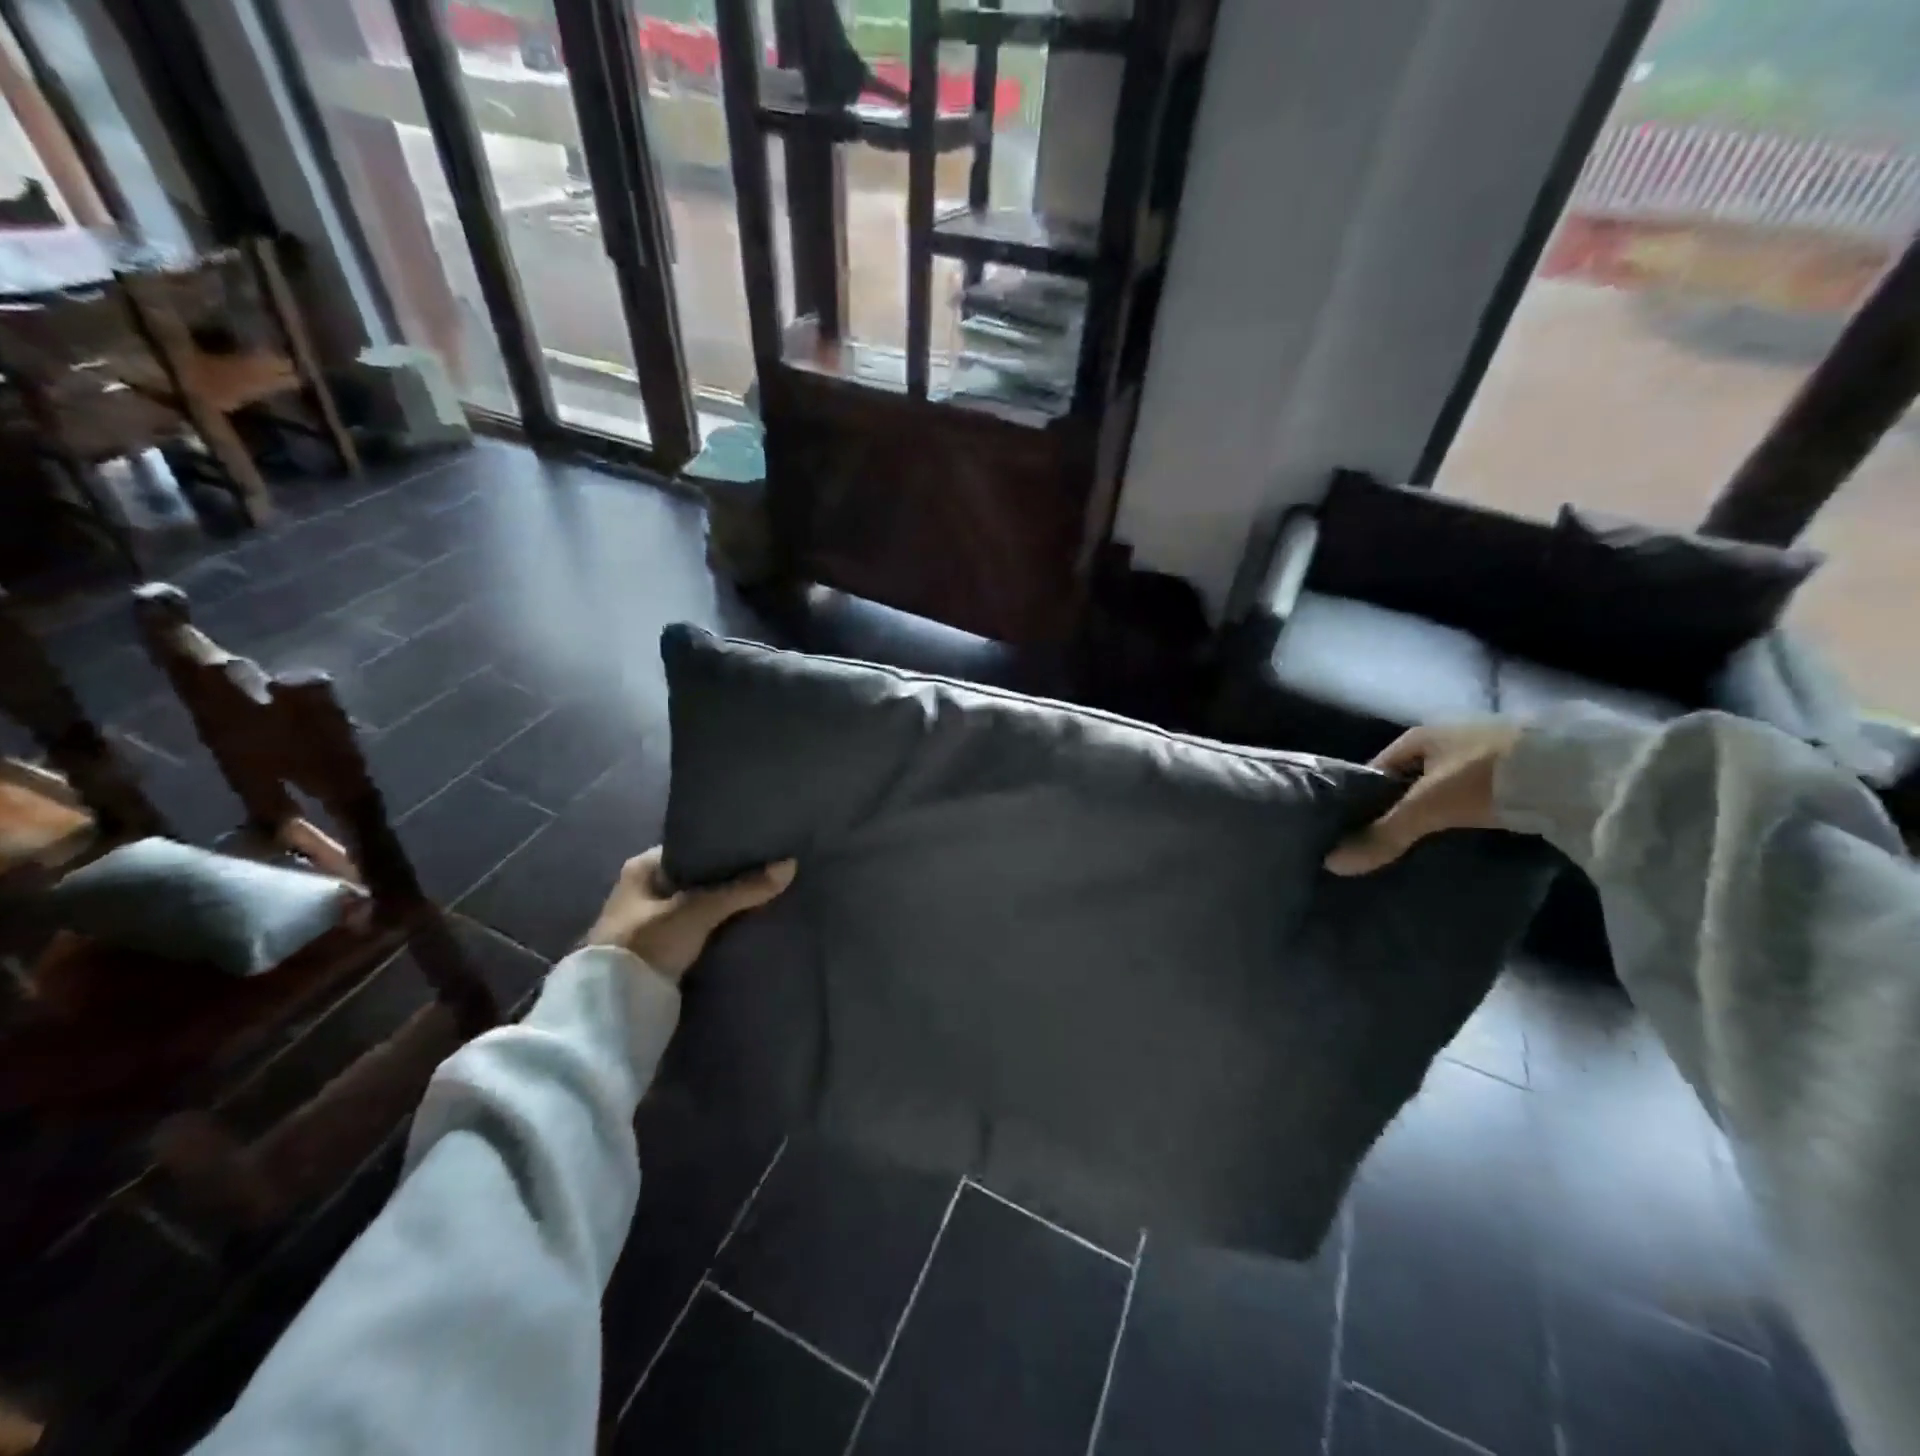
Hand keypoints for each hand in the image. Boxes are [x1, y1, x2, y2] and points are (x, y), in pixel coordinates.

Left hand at [583, 847, 796, 981]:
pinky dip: (718, 926)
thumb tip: (790, 865)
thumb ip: (743, 889)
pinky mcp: (661, 948)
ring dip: (724, 904)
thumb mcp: (698, 910)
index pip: (692, 846)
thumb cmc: (648, 942)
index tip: (758, 847)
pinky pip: (698, 927)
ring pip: (699, 903)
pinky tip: (746, 923)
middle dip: (728, 877)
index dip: (724, 846)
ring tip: (765, 894)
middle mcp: (643, 889)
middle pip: (697, 876)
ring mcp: (651, 921)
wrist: (614, 1007)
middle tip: (767, 871)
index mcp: (642, 868)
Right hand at [1324, 722, 1521, 875]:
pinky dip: (1475, 815)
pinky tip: (1472, 838)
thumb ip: (1384, 835)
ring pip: (1450, 787)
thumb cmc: (1485, 776)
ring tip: (1428, 847)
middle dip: (1402, 807)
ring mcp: (1492, 752)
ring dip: (1441, 812)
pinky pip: (1484, 796)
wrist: (1579, 768)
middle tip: (1390, 843)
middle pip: (1414, 778)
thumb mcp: (1428, 808)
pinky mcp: (1526, 770)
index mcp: (1421, 735)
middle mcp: (1452, 736)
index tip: (1356, 830)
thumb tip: (1332, 864)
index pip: (1378, 767)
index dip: (1364, 797)